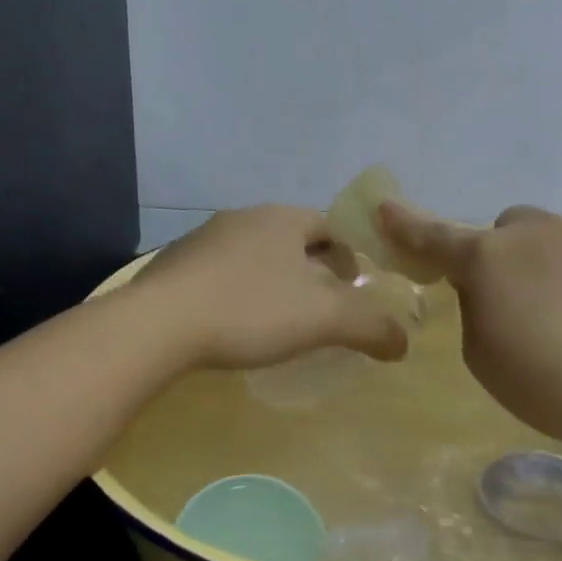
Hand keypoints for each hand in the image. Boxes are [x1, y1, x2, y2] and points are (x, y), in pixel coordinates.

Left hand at [135, 205, 409, 370]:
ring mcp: (203, 240)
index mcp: (282, 219)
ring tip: (281, 319)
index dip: (350, 256)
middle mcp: (244, 218)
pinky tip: (235, 324)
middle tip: (324, 307)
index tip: (355, 289)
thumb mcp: (324, 320)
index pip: (331, 227)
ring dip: (274, 281)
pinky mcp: (174, 267)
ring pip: (255, 257)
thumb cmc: (250, 310)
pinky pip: (221, 275)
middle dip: (313, 270)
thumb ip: (371, 326)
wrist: (156, 326)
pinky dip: (238, 293)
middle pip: (293, 241)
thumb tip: (404, 342)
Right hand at [378, 202, 561, 458]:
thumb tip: (494, 293)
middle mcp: (536, 233)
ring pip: (551, 240)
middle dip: (500, 259)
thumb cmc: (557, 385)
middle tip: (517, 309)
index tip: (384, 208)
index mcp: (489, 260)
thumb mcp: (487, 361)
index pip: (434, 237)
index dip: (405, 225)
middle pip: (503, 232)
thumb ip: (476, 313)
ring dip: (547, 269)